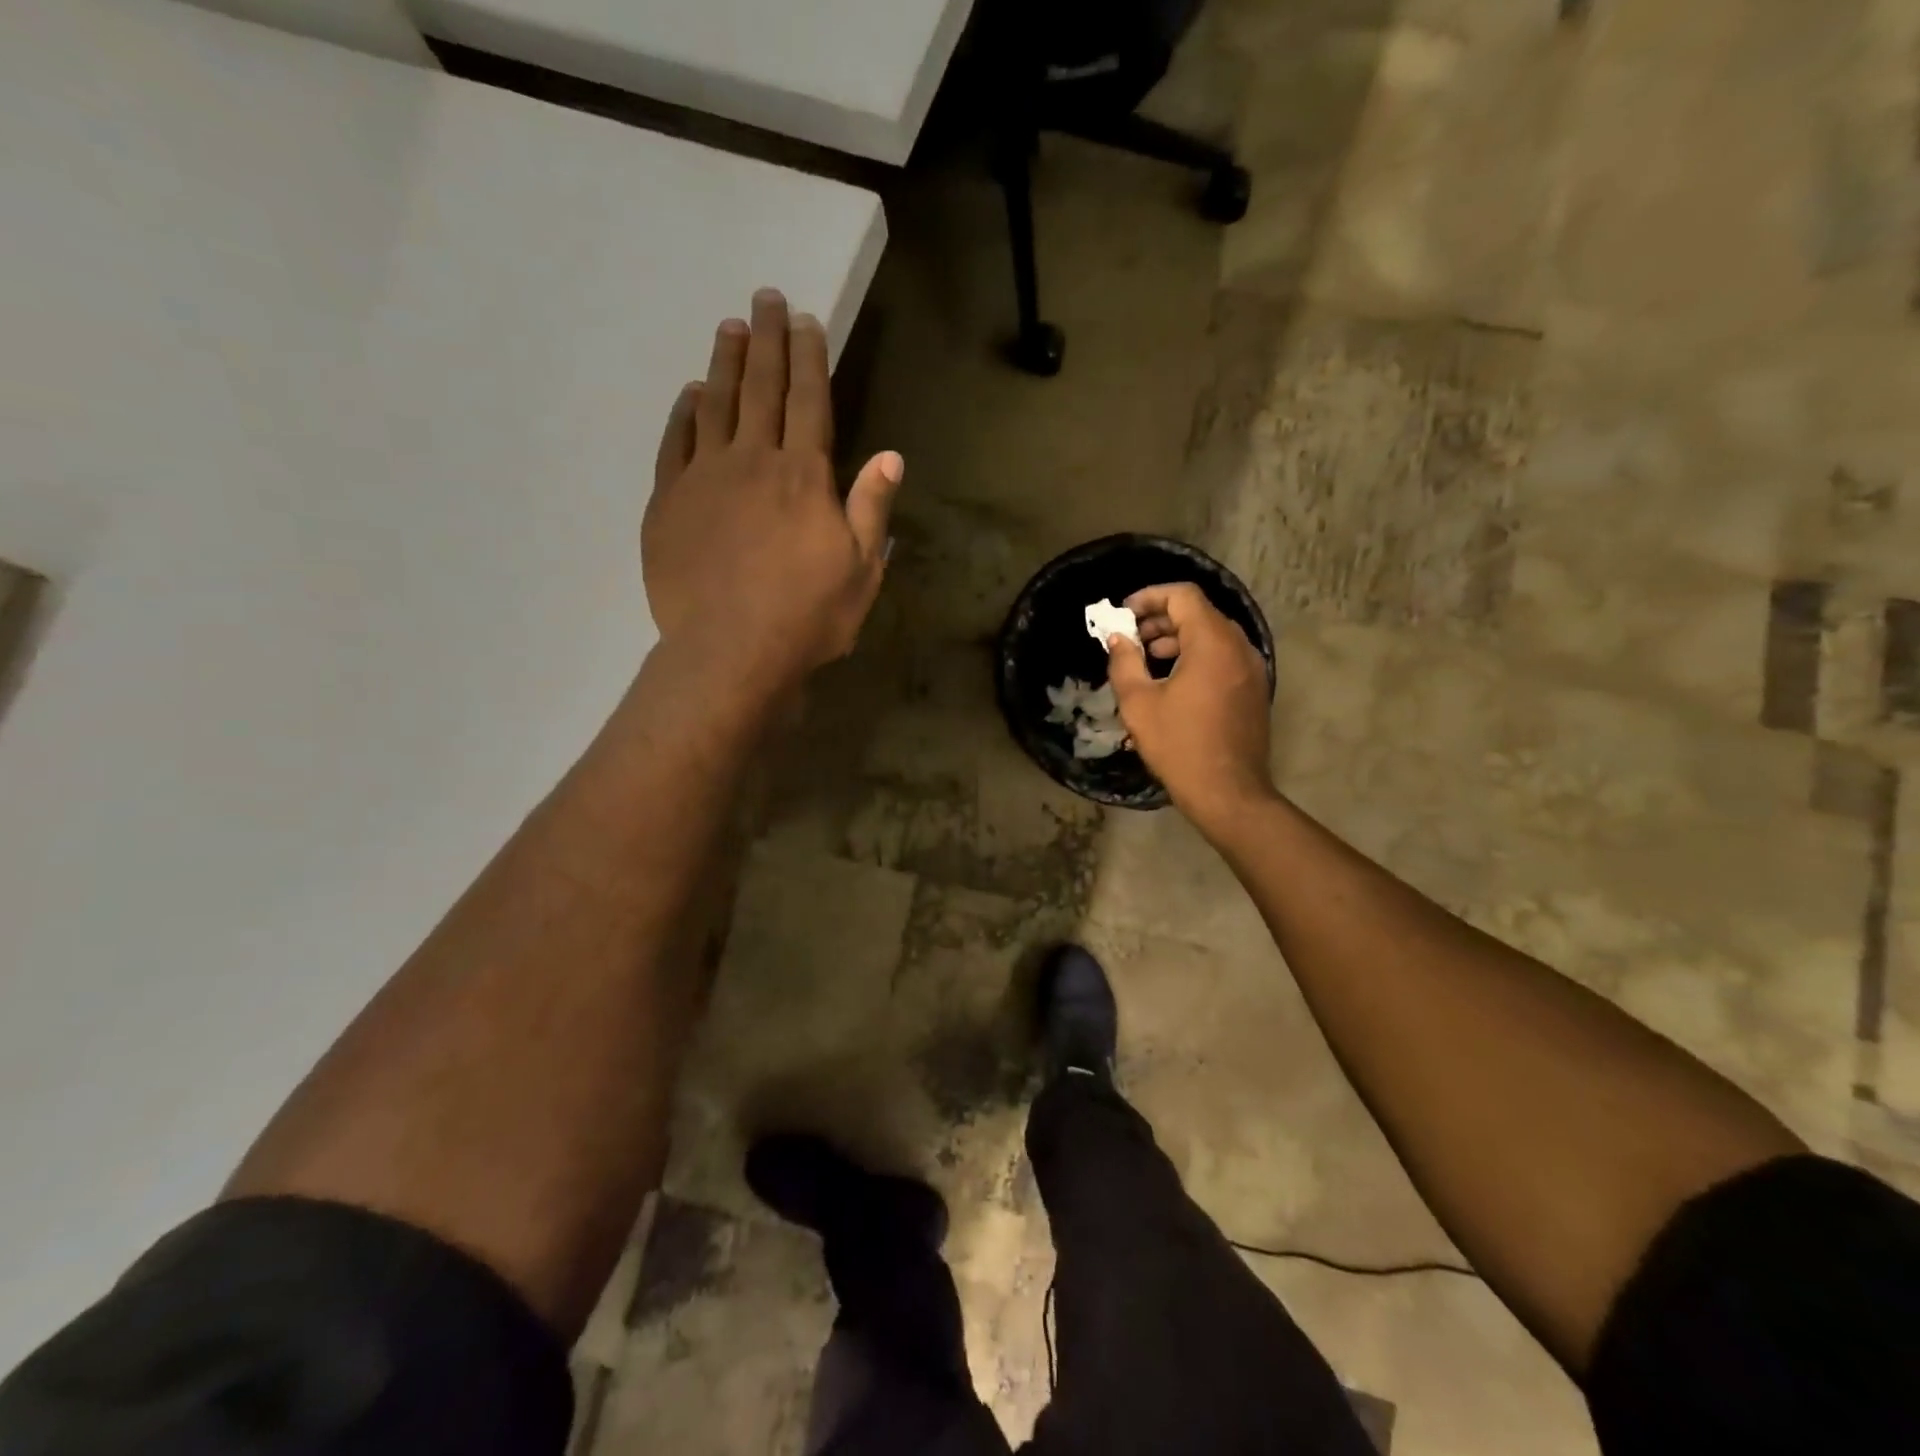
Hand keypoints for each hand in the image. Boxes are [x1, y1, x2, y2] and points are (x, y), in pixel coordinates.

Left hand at [642, 289, 901, 697]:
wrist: (731, 651)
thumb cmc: (807, 617)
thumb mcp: (861, 571)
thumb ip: (872, 509)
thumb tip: (891, 457)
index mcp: (804, 477)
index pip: (809, 401)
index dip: (809, 358)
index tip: (806, 321)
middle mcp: (753, 461)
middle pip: (761, 388)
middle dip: (767, 340)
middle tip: (766, 298)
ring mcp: (705, 478)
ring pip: (715, 404)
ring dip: (724, 363)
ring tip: (729, 328)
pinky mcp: (669, 503)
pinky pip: (676, 443)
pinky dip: (684, 414)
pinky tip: (691, 395)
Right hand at [1105, 582, 1276, 830]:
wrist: (1228, 793)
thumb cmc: (1179, 746)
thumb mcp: (1139, 704)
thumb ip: (1124, 662)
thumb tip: (1117, 638)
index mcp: (1212, 643)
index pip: (1183, 596)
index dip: (1149, 597)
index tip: (1123, 614)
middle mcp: (1239, 647)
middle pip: (1199, 613)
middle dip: (1160, 619)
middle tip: (1130, 638)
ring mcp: (1251, 668)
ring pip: (1212, 635)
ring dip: (1177, 638)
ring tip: (1146, 660)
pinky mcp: (1253, 689)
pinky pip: (1223, 656)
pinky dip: (1196, 656)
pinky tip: (1172, 682)